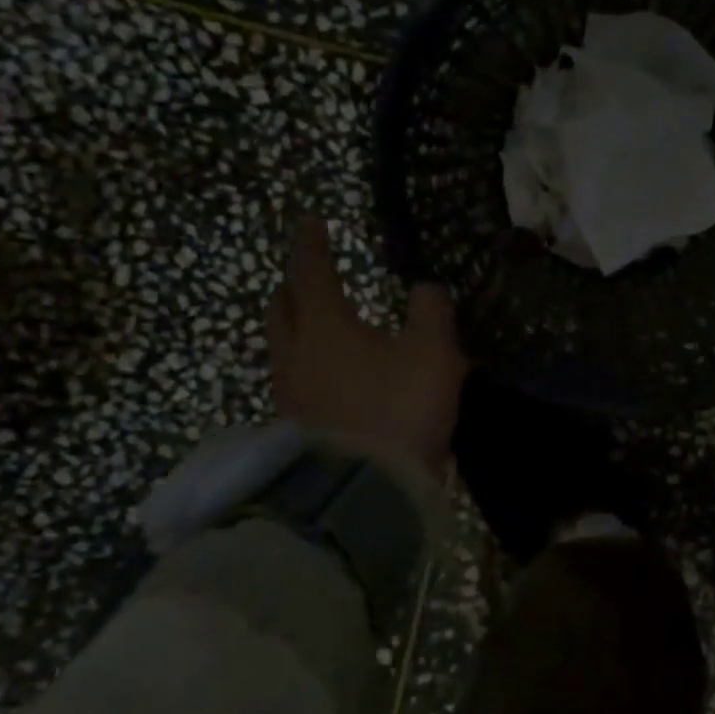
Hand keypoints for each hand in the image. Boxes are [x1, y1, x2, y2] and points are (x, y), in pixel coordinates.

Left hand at [267, 216, 465, 473]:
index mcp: (325, 326)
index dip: (311, 245)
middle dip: (293, 286)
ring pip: (284, 347)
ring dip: (297, 328)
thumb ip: (431, 313)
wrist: (365, 491)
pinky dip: (309, 366)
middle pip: (282, 309)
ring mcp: (290, 395)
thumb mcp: (432, 353)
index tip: (309, 222)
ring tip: (320, 326)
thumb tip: (425, 288)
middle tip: (308, 276)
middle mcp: (296, 354)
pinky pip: (295, 382)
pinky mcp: (295, 428)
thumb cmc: (399, 407)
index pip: (310, 272)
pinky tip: (331, 378)